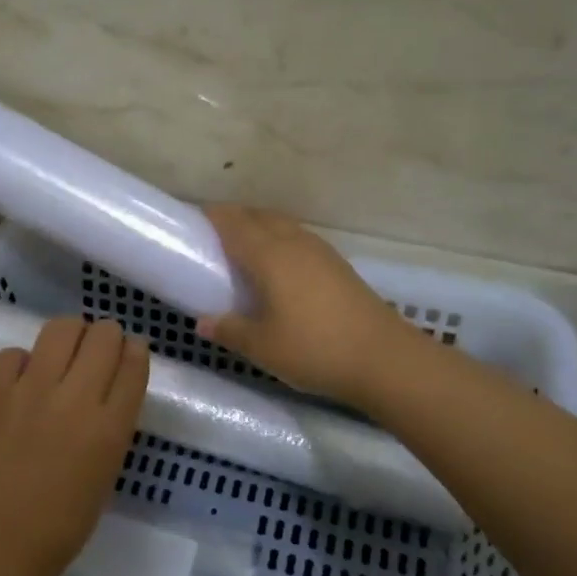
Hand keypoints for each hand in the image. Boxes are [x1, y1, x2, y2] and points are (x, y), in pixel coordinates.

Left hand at [0, 316, 149, 575]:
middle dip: (107, 336)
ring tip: (64, 355)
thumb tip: (111, 387)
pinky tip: (23, 380)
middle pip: (103, 335)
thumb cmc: (63, 522)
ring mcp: (31, 390)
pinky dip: (23, 360)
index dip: (134, 351)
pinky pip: (14, 352)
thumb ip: (113, 423)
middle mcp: (75, 398)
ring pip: (61, 328)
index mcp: (110, 427)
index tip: (129, 354)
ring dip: (70, 335)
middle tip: (97, 353)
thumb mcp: (107, 470)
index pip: (133, 362)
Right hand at [197, 204, 413, 405]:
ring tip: (243, 247)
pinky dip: (280, 240)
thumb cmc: (314, 349)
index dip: (213, 217)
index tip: (193, 221)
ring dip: (260, 226)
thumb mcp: (261, 347)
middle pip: (259, 216)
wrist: (383, 358)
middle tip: (212, 236)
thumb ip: (229, 330)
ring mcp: (320, 252)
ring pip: (282, 225)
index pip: (234, 223)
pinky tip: (279, 265)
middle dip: (234, 218)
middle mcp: (294, 243)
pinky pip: (299, 239)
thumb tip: (202, 322)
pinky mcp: (338, 265)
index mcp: (269, 255)